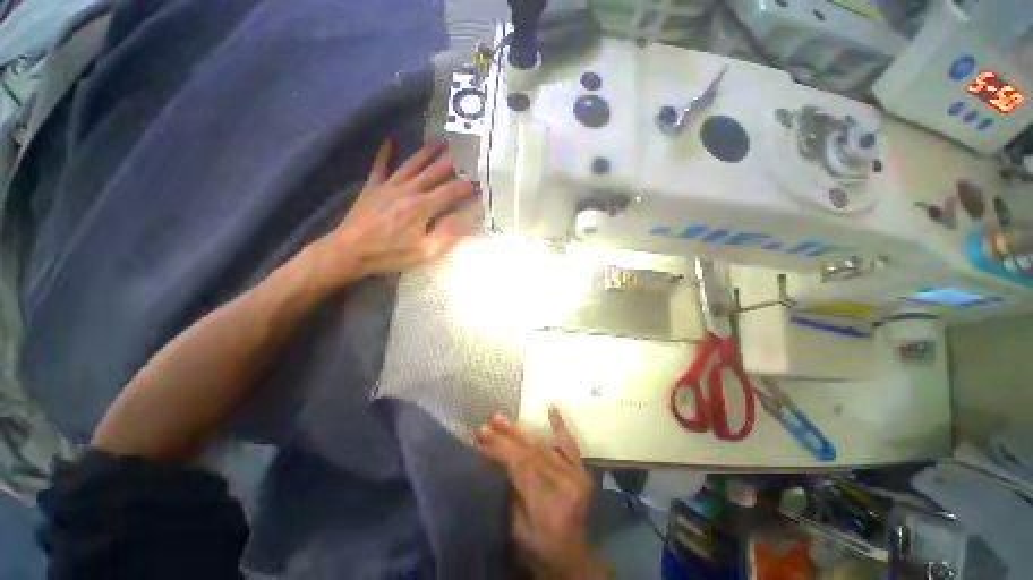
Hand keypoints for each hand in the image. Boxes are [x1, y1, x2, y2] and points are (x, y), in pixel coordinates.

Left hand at [316, 140, 476, 284]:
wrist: (350, 251)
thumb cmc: (391, 254)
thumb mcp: (426, 251)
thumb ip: (448, 234)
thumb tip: (468, 219)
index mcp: (423, 206)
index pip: (450, 191)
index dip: (466, 187)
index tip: (478, 184)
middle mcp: (408, 190)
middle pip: (433, 172)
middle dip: (450, 162)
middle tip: (463, 151)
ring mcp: (389, 186)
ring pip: (412, 164)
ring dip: (427, 152)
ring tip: (440, 141)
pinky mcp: (373, 187)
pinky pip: (380, 166)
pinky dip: (384, 154)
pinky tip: (388, 141)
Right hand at [476, 407, 601, 578]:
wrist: (574, 559)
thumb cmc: (540, 551)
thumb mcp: (517, 531)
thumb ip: (510, 494)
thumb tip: (495, 460)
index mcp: (549, 504)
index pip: (520, 466)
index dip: (499, 450)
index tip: (479, 439)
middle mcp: (565, 484)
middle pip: (530, 453)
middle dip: (505, 438)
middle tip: (486, 425)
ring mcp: (576, 475)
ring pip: (543, 446)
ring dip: (520, 431)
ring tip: (500, 418)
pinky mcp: (581, 471)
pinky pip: (570, 445)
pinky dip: (559, 426)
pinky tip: (552, 408)